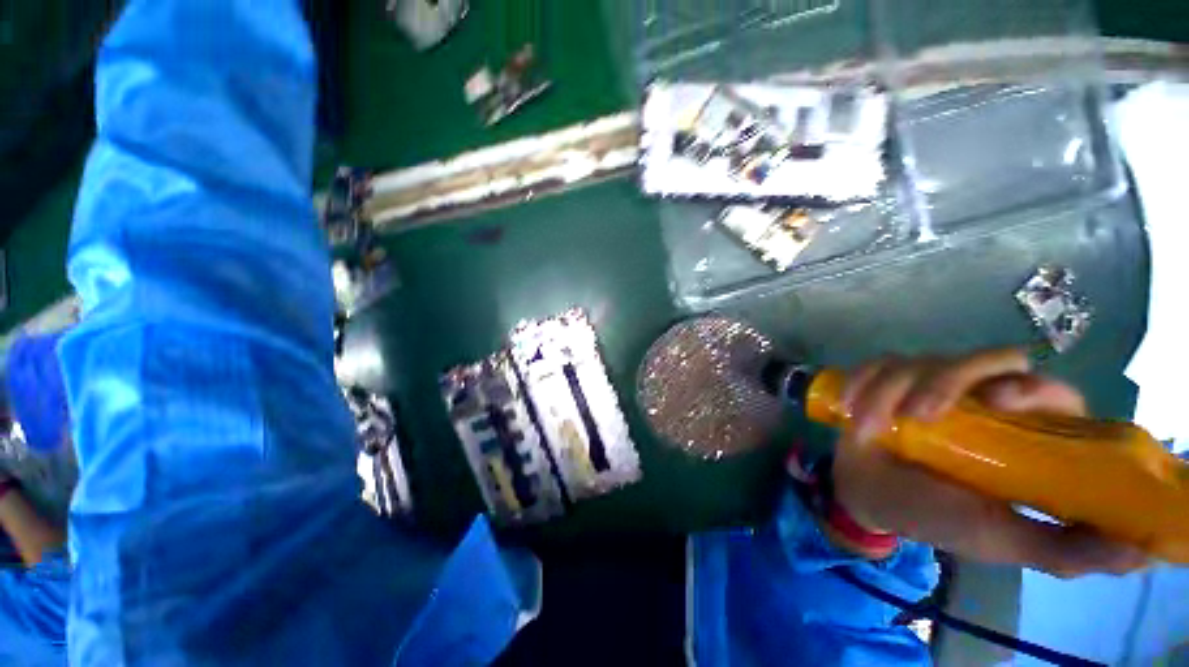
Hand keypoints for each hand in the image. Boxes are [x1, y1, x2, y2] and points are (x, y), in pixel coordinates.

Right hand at [832, 349, 1146, 577]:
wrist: (868, 496)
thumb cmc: (938, 518)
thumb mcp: (1003, 539)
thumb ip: (1066, 549)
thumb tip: (1143, 550)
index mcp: (1018, 430)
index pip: (1045, 388)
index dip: (1029, 387)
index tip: (999, 404)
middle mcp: (979, 397)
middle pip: (984, 358)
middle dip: (948, 380)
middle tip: (920, 415)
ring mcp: (927, 384)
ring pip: (921, 360)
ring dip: (890, 391)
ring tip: (869, 427)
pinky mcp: (884, 380)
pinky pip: (875, 365)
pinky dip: (861, 383)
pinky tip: (849, 409)